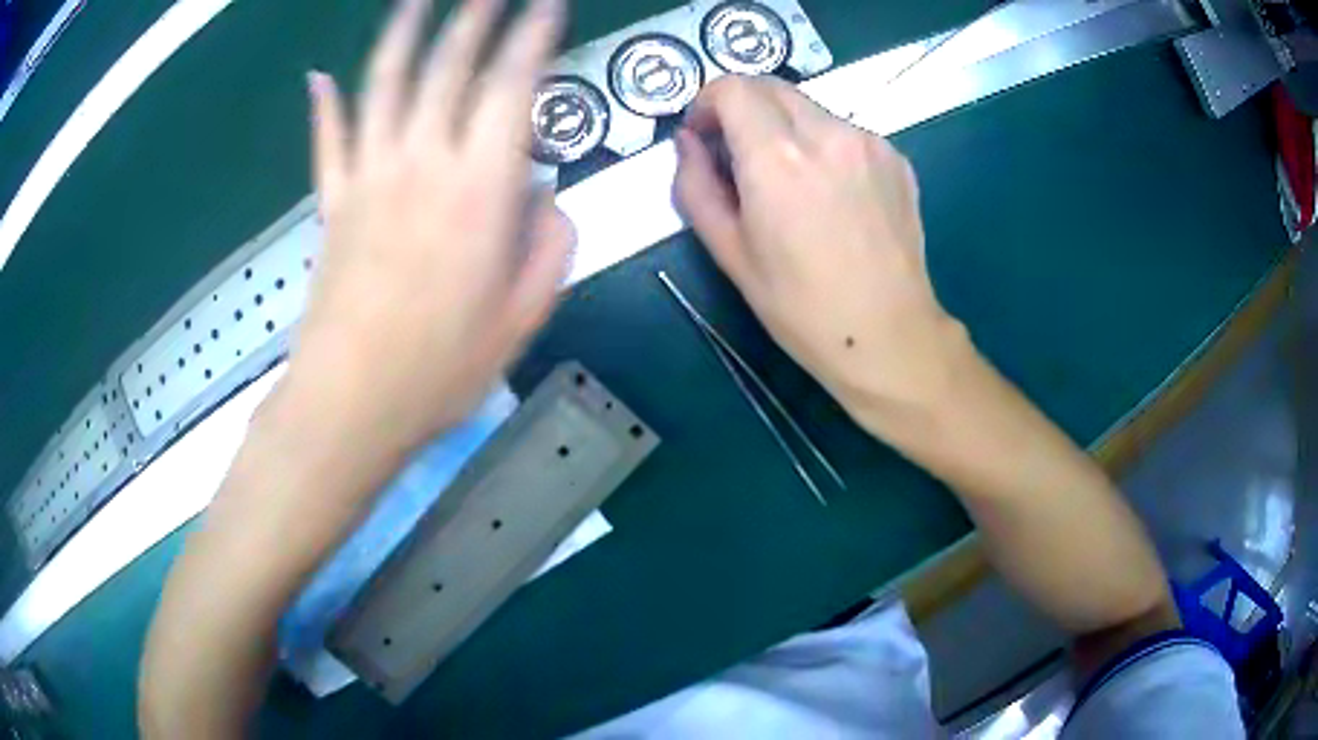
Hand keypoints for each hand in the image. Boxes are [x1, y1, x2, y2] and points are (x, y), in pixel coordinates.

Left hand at [292, 0, 571, 450]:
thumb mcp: (524, 317)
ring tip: (417, 1)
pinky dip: (324, 105)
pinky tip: (319, 76)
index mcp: (478, 190)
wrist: (349, 405)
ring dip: (401, 34)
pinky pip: (327, 141)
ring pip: (383, 85)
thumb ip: (551, 245)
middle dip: (475, 18)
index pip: (512, 87)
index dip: (532, 38)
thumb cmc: (440, 370)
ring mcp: (367, 178)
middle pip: (447, 68)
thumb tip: (545, 195)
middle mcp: (422, 164)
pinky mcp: (331, 204)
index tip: (546, 6)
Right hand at [673, 76, 965, 427]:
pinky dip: (823, 144)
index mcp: (778, 157)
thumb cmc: (802, 307)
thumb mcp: (730, 254)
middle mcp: (827, 133)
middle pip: (771, 87)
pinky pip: (845, 131)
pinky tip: (830, 193)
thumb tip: (687, 143)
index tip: (704, 135)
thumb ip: (696, 187)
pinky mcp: (896, 158)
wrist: (890, 335)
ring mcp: (869, 142)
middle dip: (743, 108)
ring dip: (785, 126)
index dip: (707, 102)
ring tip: (790, 182)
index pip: (733, 88)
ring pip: (810, 108)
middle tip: (737, 155)